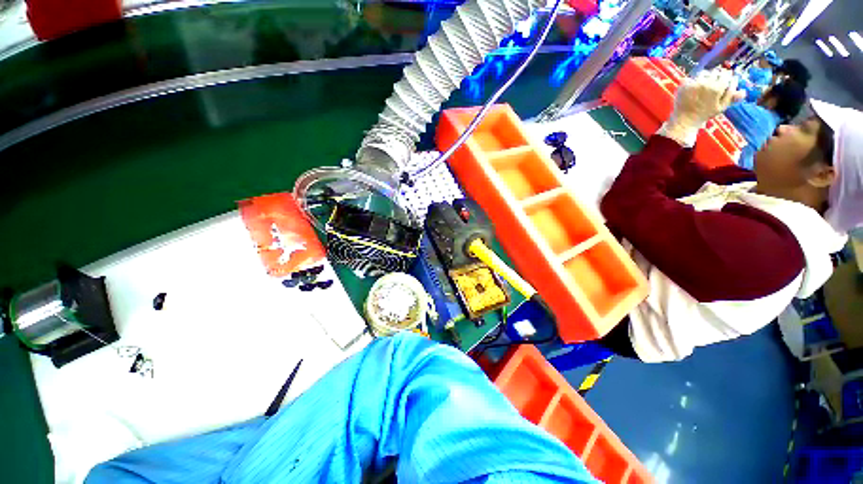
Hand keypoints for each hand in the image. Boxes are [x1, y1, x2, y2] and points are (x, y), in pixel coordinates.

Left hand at [659, 69, 744, 145]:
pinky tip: (694, 89)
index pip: (726, 74)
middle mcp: (705, 83)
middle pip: (715, 71)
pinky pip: (692, 77)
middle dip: (717, 75)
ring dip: (706, 76)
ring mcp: (693, 83)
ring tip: (704, 86)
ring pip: (704, 73)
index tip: (725, 80)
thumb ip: (732, 95)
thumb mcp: (721, 107)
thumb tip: (740, 84)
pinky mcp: (683, 84)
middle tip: (715, 83)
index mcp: (717, 88)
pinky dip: (695, 80)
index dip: (726, 76)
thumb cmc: (705, 114)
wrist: (684, 120)